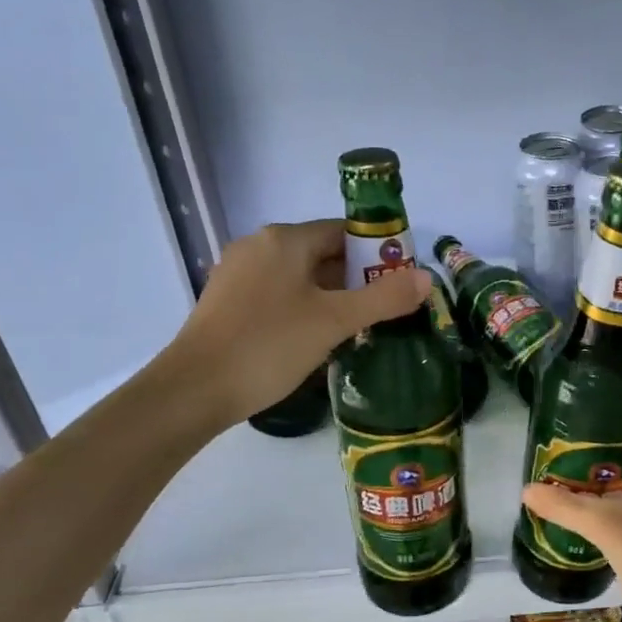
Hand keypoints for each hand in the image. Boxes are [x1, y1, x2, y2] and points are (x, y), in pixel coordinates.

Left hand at [166, 220, 428, 429]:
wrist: (194, 390)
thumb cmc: (269, 346)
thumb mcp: (334, 321)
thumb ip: (383, 298)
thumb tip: (426, 278)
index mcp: (284, 240)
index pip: (343, 231)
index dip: (377, 253)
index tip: (399, 282)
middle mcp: (258, 246)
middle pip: (321, 252)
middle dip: (356, 277)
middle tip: (385, 309)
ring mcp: (238, 273)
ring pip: (299, 276)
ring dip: (331, 295)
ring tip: (358, 326)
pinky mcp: (228, 302)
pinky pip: (278, 293)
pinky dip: (303, 306)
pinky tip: (317, 337)